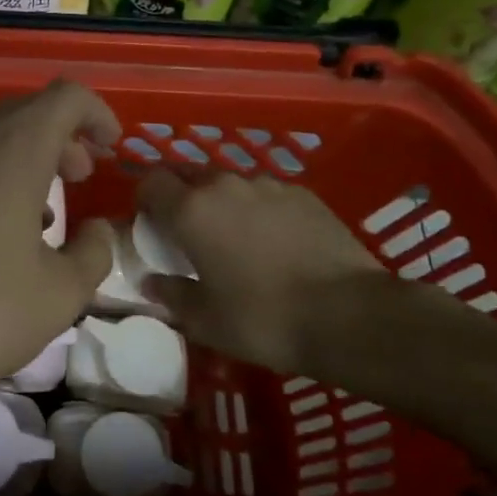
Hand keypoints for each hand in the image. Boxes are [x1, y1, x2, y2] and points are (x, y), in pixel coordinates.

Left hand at [0, 81, 120, 423]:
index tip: (111, 147)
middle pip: (23, 114)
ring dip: (19, 162)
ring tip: (36, 216)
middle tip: (78, 178)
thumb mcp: (57, 295)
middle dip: (60, 139)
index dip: (96, 114)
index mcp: (13, 146)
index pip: (66, 96)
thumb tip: (95, 230)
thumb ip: (92, 254)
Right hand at [135, 167, 389, 378]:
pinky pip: (267, 195)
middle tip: (189, 234)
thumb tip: (151, 282)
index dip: (145, 200)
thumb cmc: (263, 319)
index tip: (150, 225)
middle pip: (189, 176)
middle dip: (182, 198)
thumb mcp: (205, 320)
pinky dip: (260, 212)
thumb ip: (171, 294)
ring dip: (222, 205)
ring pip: (230, 185)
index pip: (151, 182)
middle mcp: (226, 186)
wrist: (351, 315)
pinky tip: (275, 244)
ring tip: (236, 241)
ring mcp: (269, 186)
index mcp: (191, 210)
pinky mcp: (305, 195)